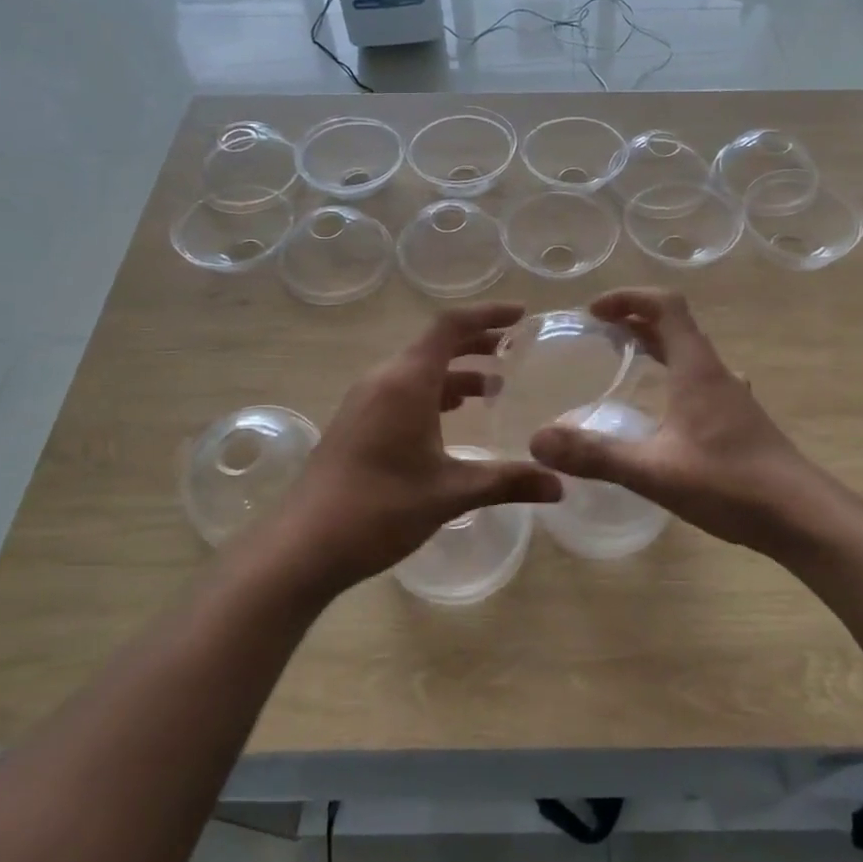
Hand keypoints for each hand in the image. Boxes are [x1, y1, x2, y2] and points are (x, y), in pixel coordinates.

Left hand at [268, 303, 561, 596]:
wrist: (303, 546)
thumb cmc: (380, 508)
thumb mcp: (451, 493)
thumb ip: (507, 482)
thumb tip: (559, 485)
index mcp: (406, 381)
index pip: (450, 326)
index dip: (487, 314)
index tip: (522, 315)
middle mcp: (382, 380)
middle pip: (433, 344)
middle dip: (476, 343)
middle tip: (514, 350)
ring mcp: (364, 401)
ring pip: (416, 369)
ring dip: (454, 371)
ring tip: (491, 388)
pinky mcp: (355, 423)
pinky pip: (401, 390)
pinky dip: (433, 392)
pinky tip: (450, 417)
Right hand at [529, 289, 811, 549]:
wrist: (801, 517)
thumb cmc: (730, 484)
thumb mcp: (654, 471)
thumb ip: (595, 454)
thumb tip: (538, 439)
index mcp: (697, 369)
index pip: (666, 306)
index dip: (629, 298)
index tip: (594, 311)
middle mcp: (716, 374)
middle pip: (677, 328)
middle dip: (636, 321)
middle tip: (599, 333)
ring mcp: (731, 398)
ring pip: (690, 355)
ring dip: (656, 347)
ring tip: (624, 360)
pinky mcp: (739, 421)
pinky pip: (699, 381)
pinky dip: (672, 377)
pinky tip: (663, 410)